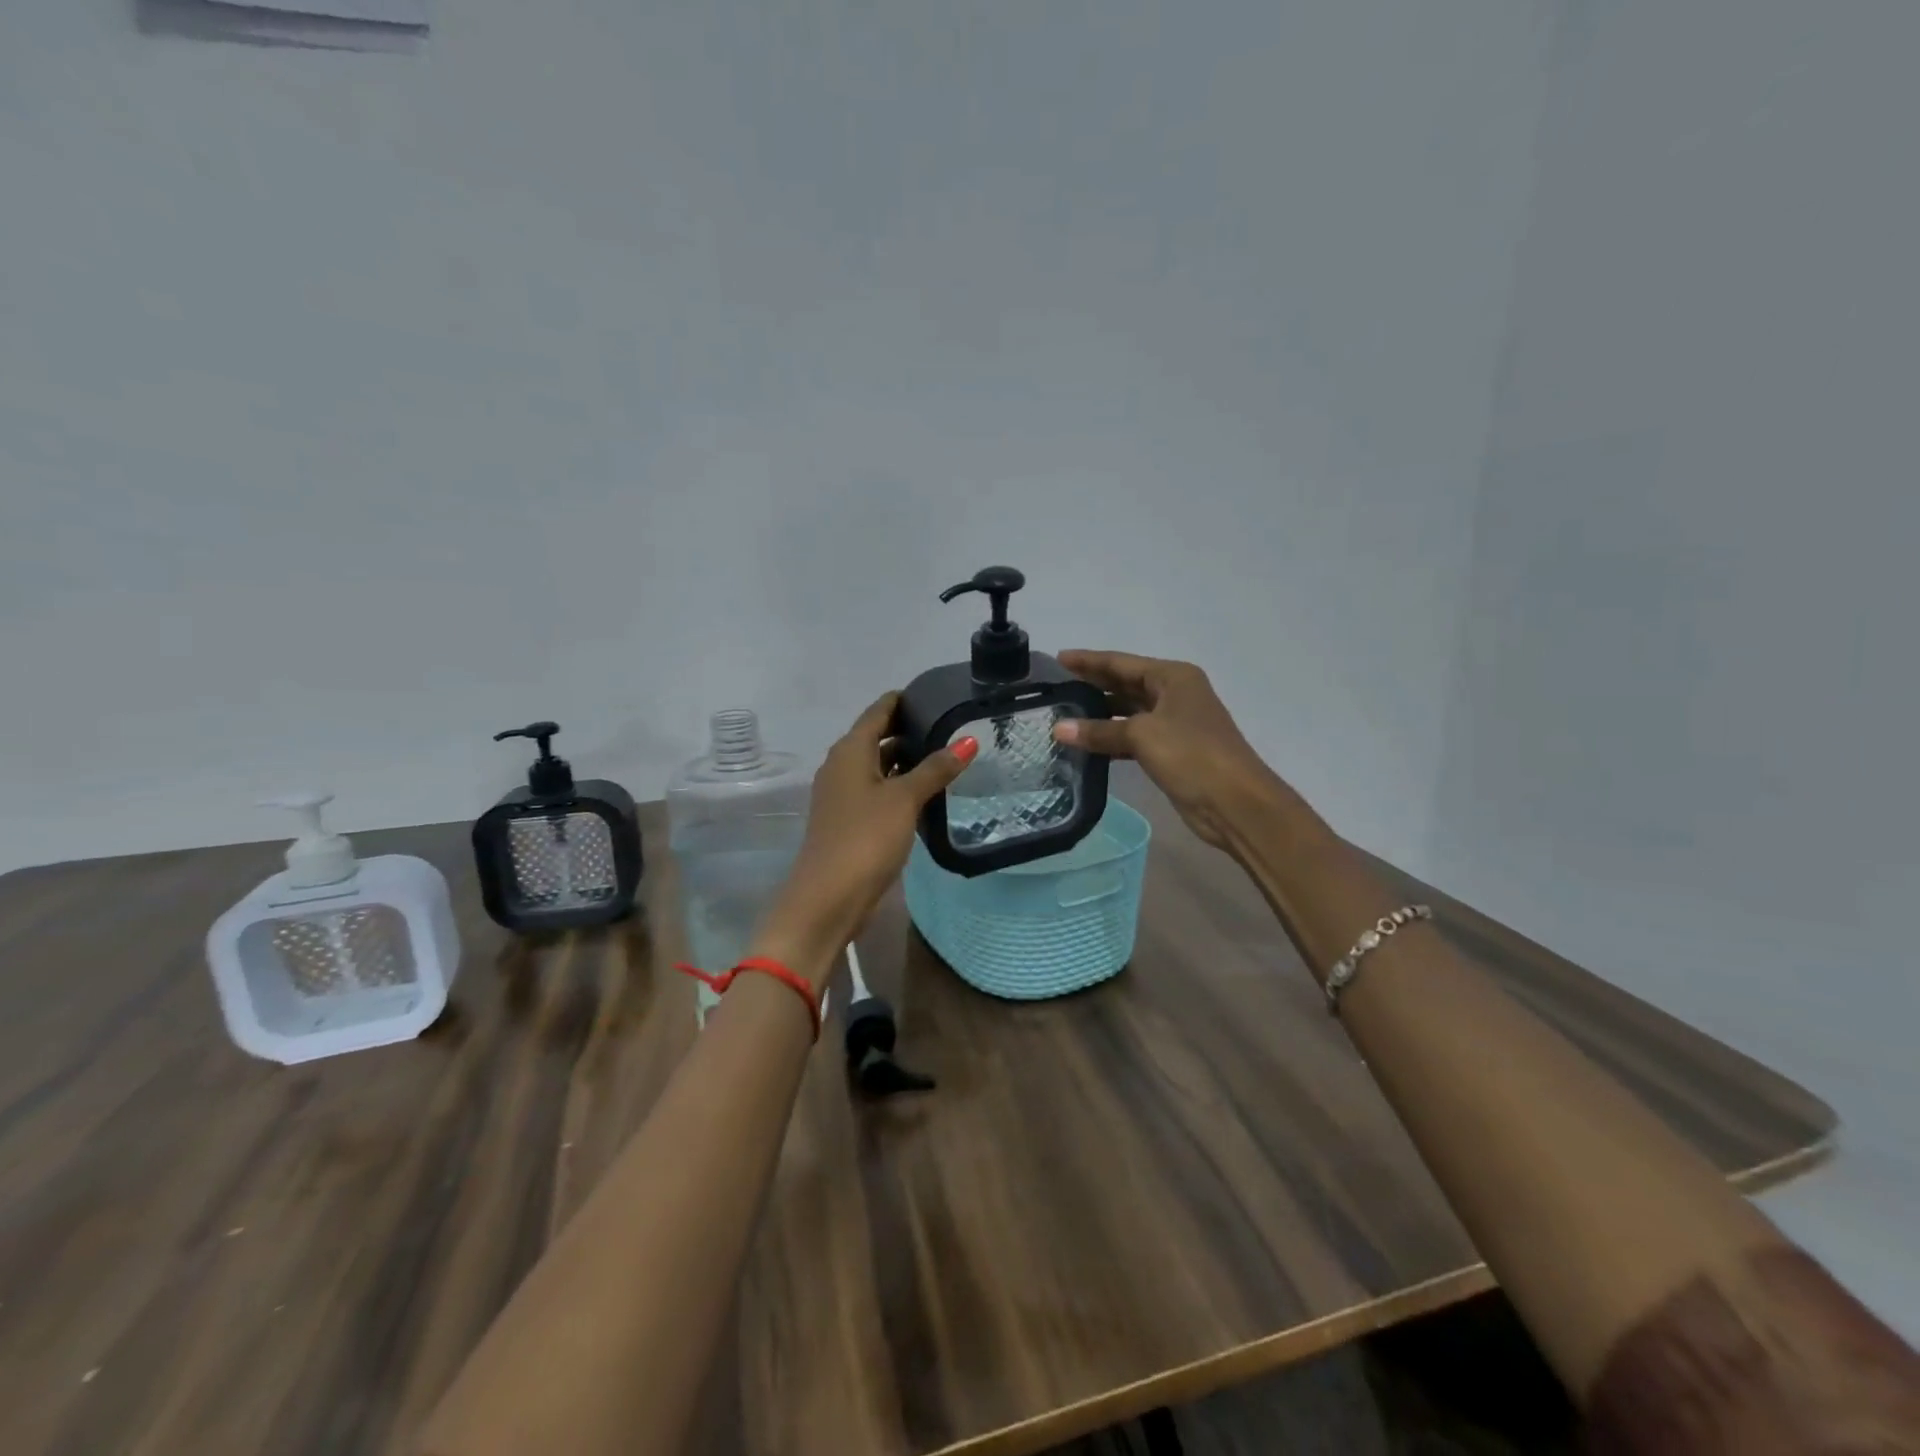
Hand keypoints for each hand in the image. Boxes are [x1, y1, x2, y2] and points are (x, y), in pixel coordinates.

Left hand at [754, 693, 977, 985]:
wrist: (828, 897)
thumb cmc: (865, 838)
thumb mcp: (904, 799)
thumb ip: (935, 768)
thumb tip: (968, 741)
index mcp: (849, 750)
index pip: (878, 711)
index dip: (903, 699)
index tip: (936, 694)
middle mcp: (841, 765)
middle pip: (876, 736)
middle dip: (909, 729)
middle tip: (950, 725)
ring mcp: (843, 794)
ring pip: (877, 765)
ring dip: (905, 759)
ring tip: (945, 755)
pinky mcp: (849, 819)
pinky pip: (876, 789)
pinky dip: (898, 784)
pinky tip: (925, 791)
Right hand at [1052, 650, 1282, 849]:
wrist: (1234, 802)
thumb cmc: (1191, 754)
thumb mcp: (1142, 736)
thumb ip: (1099, 731)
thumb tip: (1058, 729)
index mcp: (1173, 677)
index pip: (1121, 663)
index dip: (1088, 660)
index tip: (1059, 658)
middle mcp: (1174, 694)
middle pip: (1125, 684)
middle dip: (1093, 684)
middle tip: (1057, 686)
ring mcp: (1175, 723)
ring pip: (1129, 712)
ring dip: (1100, 715)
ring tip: (1064, 715)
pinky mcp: (1172, 751)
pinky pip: (1133, 738)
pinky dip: (1111, 740)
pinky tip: (1087, 745)